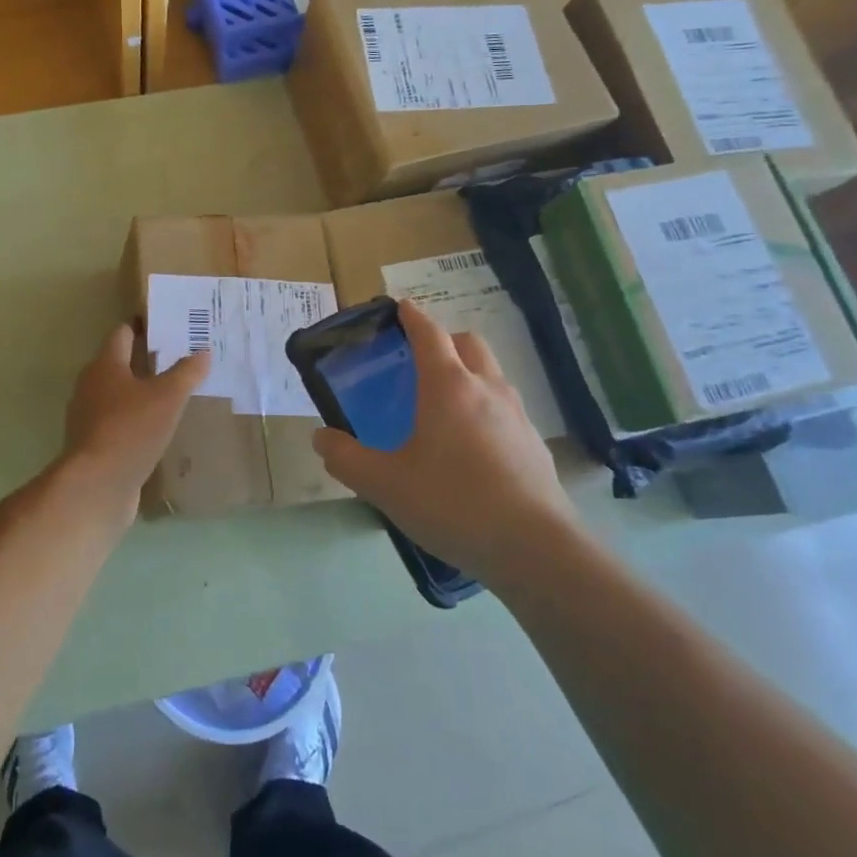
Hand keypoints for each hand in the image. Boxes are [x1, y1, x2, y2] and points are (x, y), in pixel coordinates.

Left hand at [54, 324, 210, 521]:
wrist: (96, 485)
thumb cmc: (131, 429)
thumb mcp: (168, 397)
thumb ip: (186, 372)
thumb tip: (204, 352)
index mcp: (105, 365)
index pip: (123, 333)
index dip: (144, 326)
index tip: (168, 326)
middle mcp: (91, 385)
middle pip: (119, 364)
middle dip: (146, 360)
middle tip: (180, 360)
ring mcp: (88, 417)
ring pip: (118, 395)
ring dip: (141, 393)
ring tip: (174, 395)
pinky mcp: (93, 444)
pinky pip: (117, 423)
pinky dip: (136, 421)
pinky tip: (158, 430)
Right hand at [312, 300, 576, 585]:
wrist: (535, 549)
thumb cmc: (453, 503)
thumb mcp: (385, 484)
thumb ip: (346, 458)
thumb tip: (321, 437)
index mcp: (448, 386)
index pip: (429, 333)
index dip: (412, 316)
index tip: (399, 306)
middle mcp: (486, 389)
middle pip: (468, 343)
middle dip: (444, 340)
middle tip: (419, 361)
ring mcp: (517, 416)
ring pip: (492, 374)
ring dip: (469, 373)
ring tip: (444, 406)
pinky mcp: (535, 445)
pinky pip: (506, 410)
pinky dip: (486, 409)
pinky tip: (472, 448)